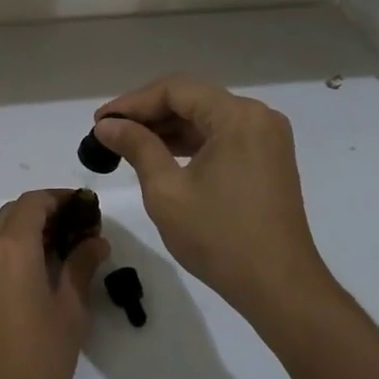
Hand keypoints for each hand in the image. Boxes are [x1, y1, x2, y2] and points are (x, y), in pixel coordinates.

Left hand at [0, 190, 106, 378]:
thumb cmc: (38, 360)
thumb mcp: (70, 312)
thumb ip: (81, 267)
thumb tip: (96, 241)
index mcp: (11, 246)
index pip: (34, 202)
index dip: (59, 198)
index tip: (82, 207)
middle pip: (12, 213)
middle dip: (41, 214)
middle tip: (73, 231)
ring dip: (21, 233)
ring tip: (52, 254)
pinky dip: (3, 253)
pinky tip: (25, 277)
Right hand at [94, 77, 331, 326]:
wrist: (279, 287)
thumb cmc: (219, 237)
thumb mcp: (167, 190)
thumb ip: (136, 147)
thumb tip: (107, 126)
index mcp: (237, 116)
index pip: (175, 90)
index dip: (132, 102)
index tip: (100, 122)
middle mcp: (257, 117)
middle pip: (192, 99)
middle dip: (148, 114)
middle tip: (108, 133)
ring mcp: (266, 138)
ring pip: (205, 118)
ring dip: (166, 128)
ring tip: (126, 145)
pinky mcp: (267, 159)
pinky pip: (221, 137)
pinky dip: (189, 143)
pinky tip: (160, 156)